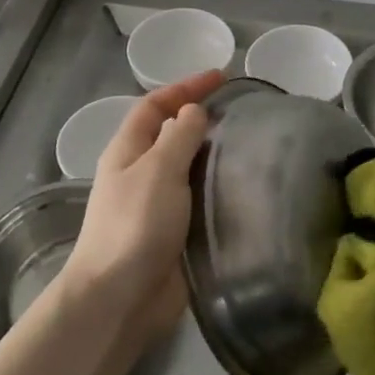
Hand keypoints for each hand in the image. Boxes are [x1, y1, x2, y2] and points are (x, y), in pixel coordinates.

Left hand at [62, 69, 221, 344]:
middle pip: (172, 134)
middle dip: (203, 118)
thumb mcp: (157, 170)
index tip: (221, 76)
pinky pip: (201, 198)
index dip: (185, 87)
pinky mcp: (176, 232)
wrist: (120, 298)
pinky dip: (221, 187)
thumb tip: (194, 111)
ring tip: (254, 144)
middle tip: (245, 111)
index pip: (155, 105)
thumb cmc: (135, 225)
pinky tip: (247, 186)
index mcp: (128, 151)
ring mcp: (158, 204)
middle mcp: (141, 172)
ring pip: (190, 167)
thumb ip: (179, 137)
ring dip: (215, 154)